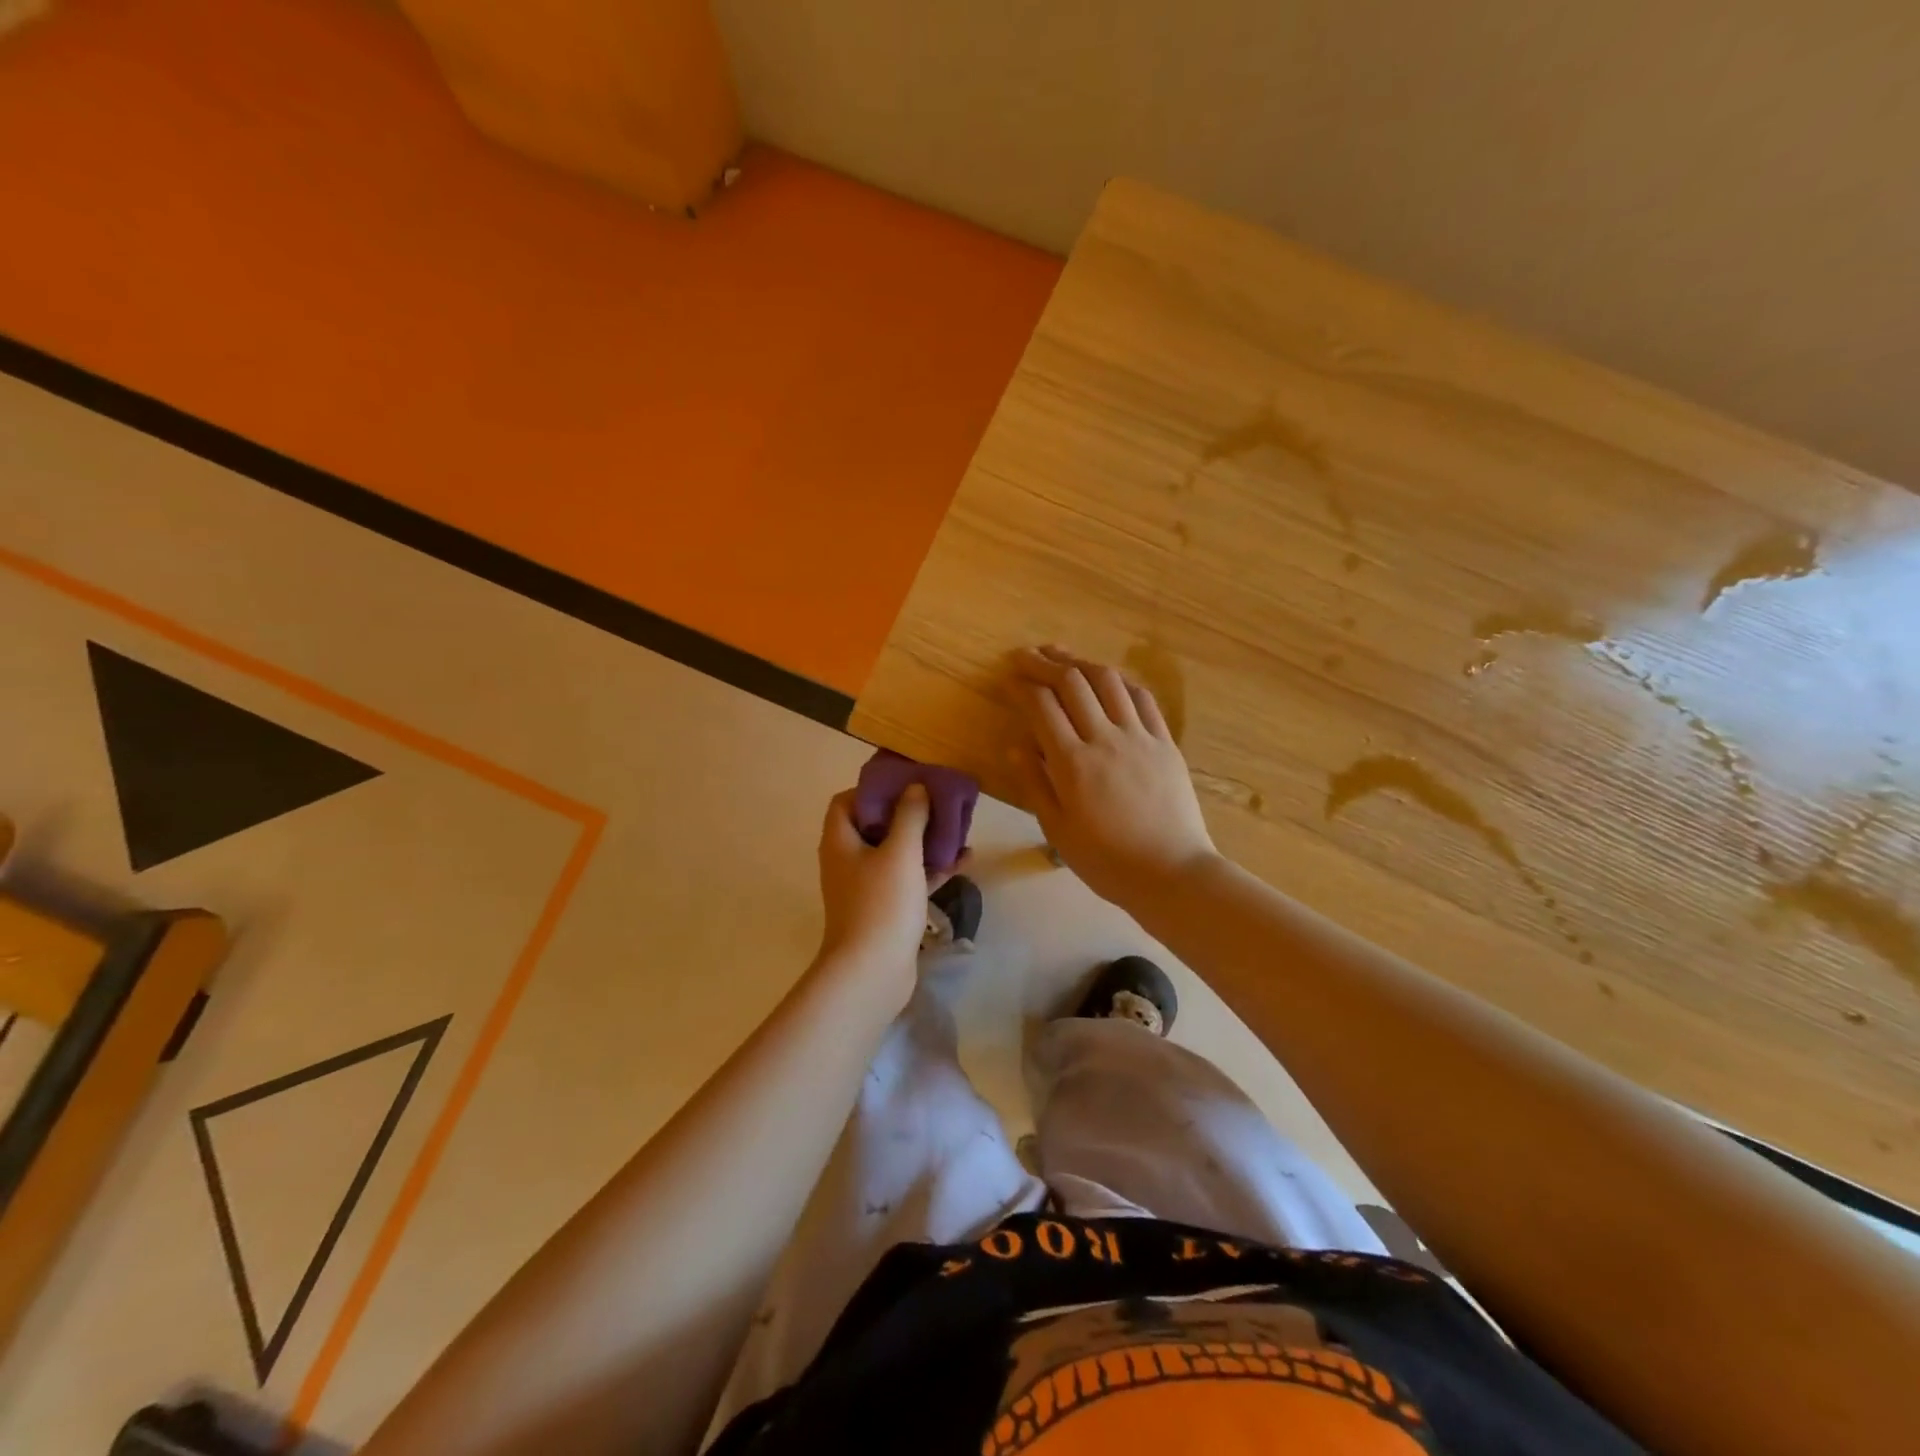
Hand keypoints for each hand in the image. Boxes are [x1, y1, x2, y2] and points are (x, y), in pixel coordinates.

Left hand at [814, 784, 944, 997]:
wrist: (871, 973)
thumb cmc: (881, 904)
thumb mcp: (900, 852)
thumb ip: (910, 815)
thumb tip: (915, 787)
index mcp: (841, 841)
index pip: (847, 801)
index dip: (873, 789)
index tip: (906, 784)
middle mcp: (849, 860)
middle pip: (876, 825)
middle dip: (909, 813)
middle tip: (938, 803)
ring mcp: (866, 886)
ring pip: (896, 852)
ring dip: (924, 840)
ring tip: (957, 828)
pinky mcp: (885, 908)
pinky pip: (908, 879)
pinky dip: (931, 869)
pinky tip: (963, 861)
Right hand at [1007, 645, 1217, 906]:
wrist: (1172, 873)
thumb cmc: (1107, 860)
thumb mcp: (1058, 830)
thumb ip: (1035, 784)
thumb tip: (1015, 745)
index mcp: (1072, 763)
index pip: (1042, 706)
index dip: (1022, 686)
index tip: (1008, 678)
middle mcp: (1105, 738)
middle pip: (1072, 682)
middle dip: (1044, 662)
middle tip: (1026, 655)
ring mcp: (1139, 736)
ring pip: (1108, 680)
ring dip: (1081, 662)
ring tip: (1062, 655)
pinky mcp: (1165, 742)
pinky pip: (1142, 698)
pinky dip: (1119, 681)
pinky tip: (1107, 678)